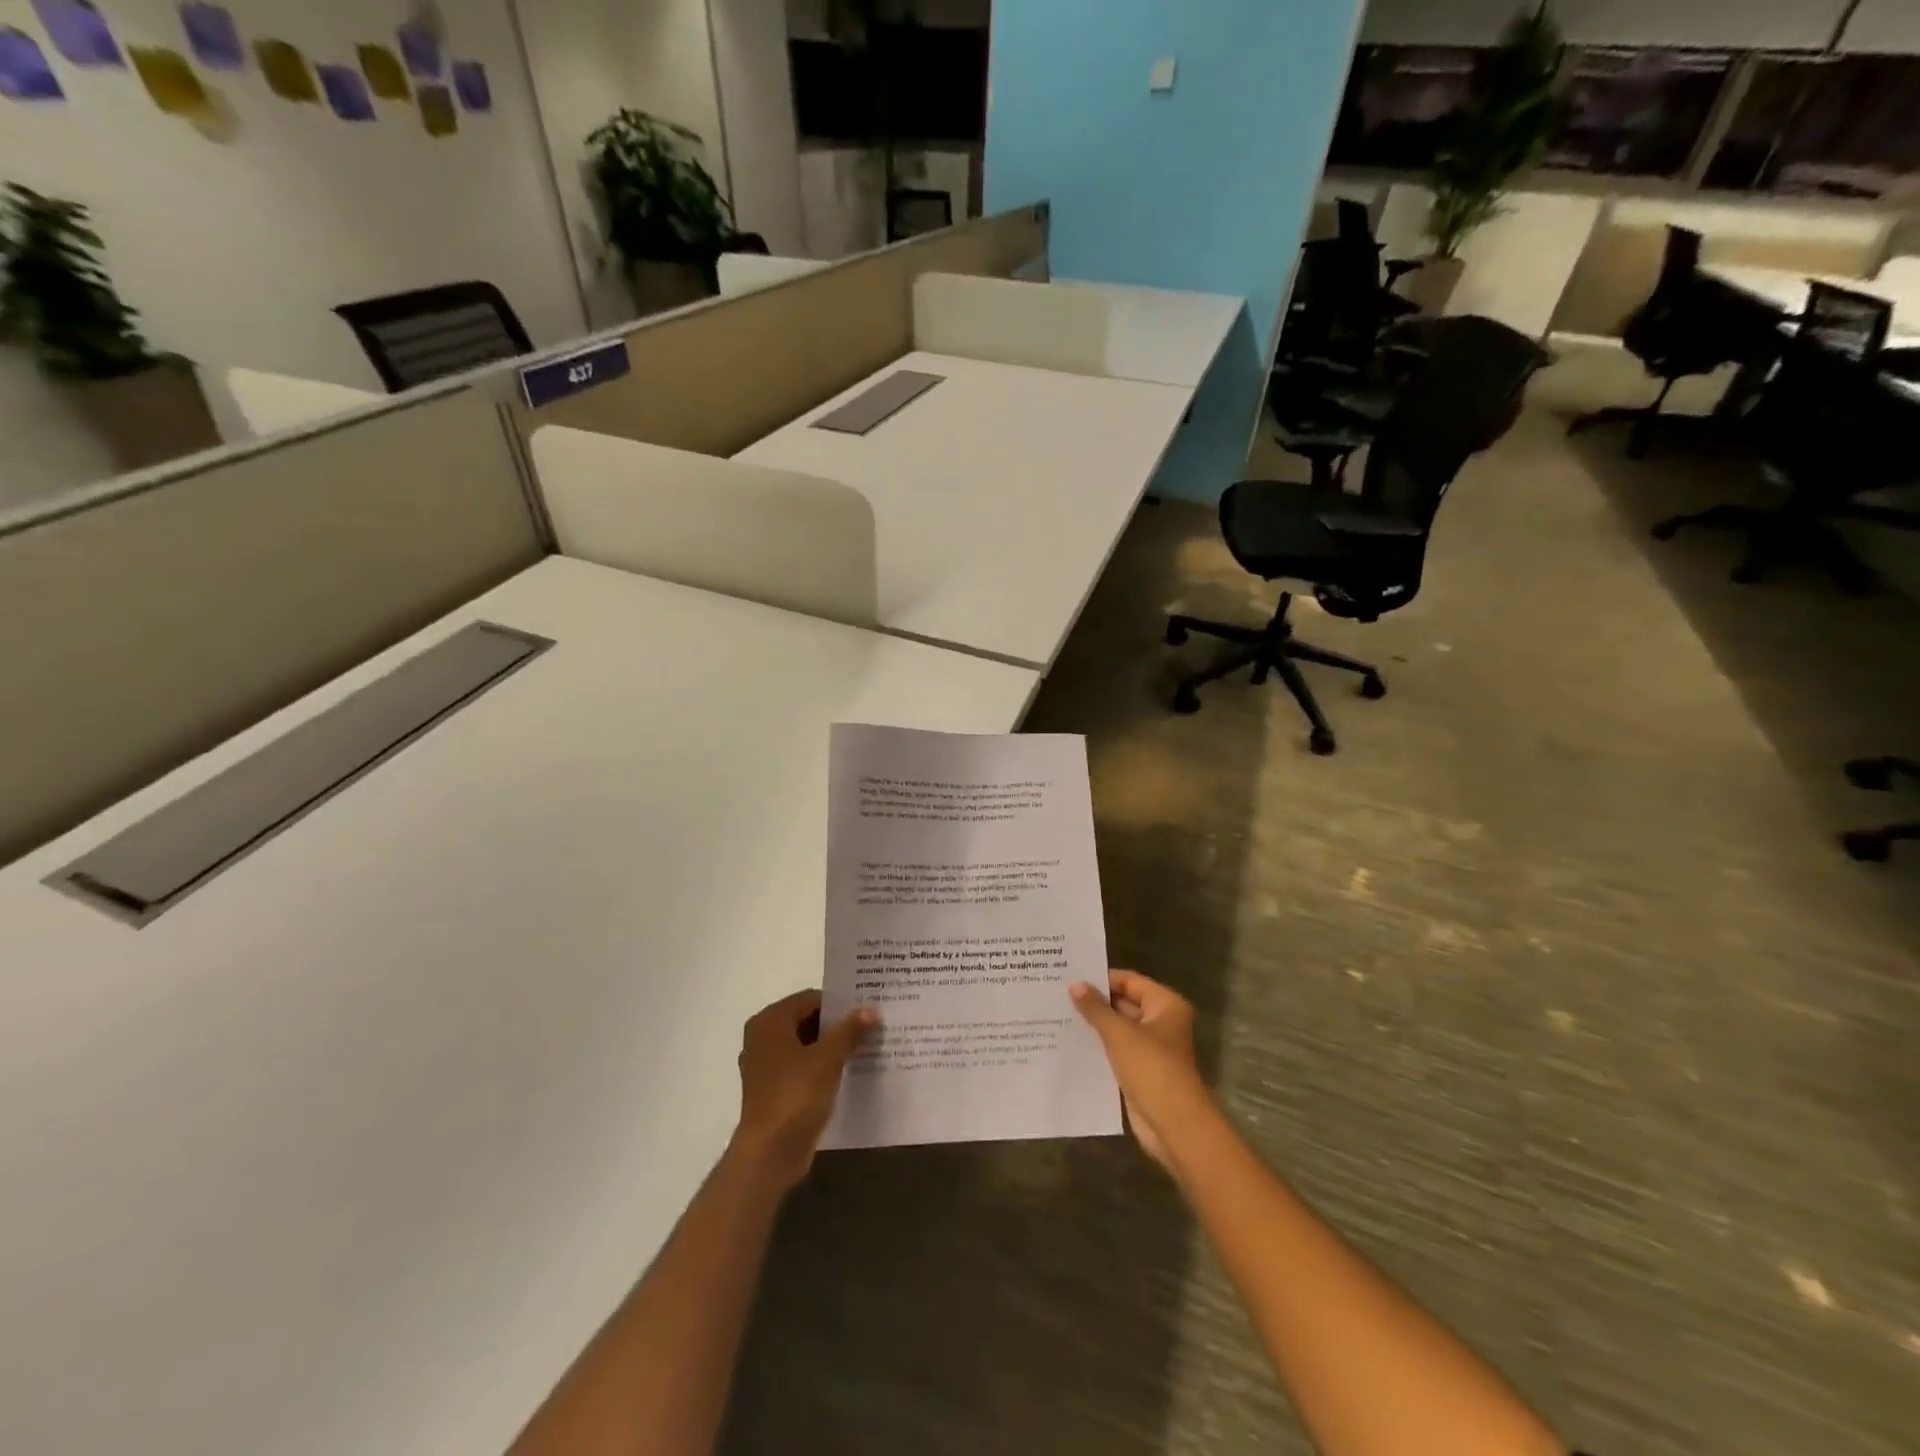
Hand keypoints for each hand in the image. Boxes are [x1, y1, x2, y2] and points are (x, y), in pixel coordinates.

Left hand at [732, 990, 876, 1190]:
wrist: (769, 1155)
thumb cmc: (795, 1096)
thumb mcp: (828, 1059)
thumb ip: (849, 1030)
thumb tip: (870, 1009)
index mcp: (770, 1022)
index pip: (810, 999)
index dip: (839, 1003)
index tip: (867, 1008)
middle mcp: (763, 1038)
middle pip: (807, 1020)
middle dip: (837, 1025)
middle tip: (871, 1026)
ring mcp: (766, 1066)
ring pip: (806, 1045)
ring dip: (832, 1046)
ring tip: (866, 1046)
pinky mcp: (773, 1090)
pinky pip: (802, 1067)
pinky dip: (822, 1067)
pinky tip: (849, 1072)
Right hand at [1070, 971, 1208, 1170]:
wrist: (1173, 1124)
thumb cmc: (1151, 1068)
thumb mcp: (1119, 1033)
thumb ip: (1096, 1008)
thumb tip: (1076, 984)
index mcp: (1166, 1005)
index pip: (1130, 981)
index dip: (1103, 978)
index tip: (1071, 975)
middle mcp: (1162, 1022)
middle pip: (1125, 1003)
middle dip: (1096, 1002)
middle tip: (1060, 994)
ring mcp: (1152, 1048)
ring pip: (1119, 1029)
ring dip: (1095, 1025)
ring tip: (1059, 1015)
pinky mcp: (1141, 1071)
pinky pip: (1116, 1051)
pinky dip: (1099, 1047)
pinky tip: (1071, 1043)